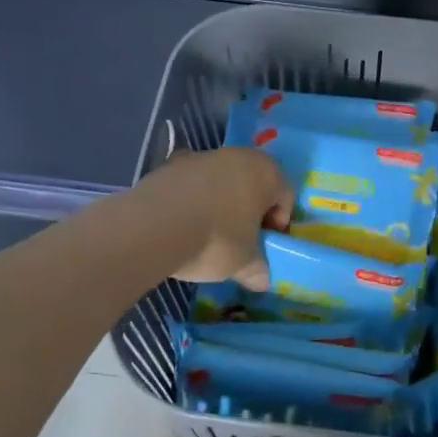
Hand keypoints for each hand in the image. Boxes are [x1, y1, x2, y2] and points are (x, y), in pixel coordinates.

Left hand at [128, 147, 293, 289]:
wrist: (153, 228)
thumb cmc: (216, 239)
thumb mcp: (244, 262)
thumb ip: (258, 269)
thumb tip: (262, 281)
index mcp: (265, 172)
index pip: (285, 195)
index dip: (279, 222)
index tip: (266, 244)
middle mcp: (237, 155)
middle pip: (252, 182)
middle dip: (249, 209)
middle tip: (242, 238)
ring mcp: (200, 156)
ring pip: (221, 180)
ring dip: (220, 202)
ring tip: (208, 233)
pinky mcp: (169, 165)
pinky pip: (191, 184)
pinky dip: (192, 200)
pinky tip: (182, 225)